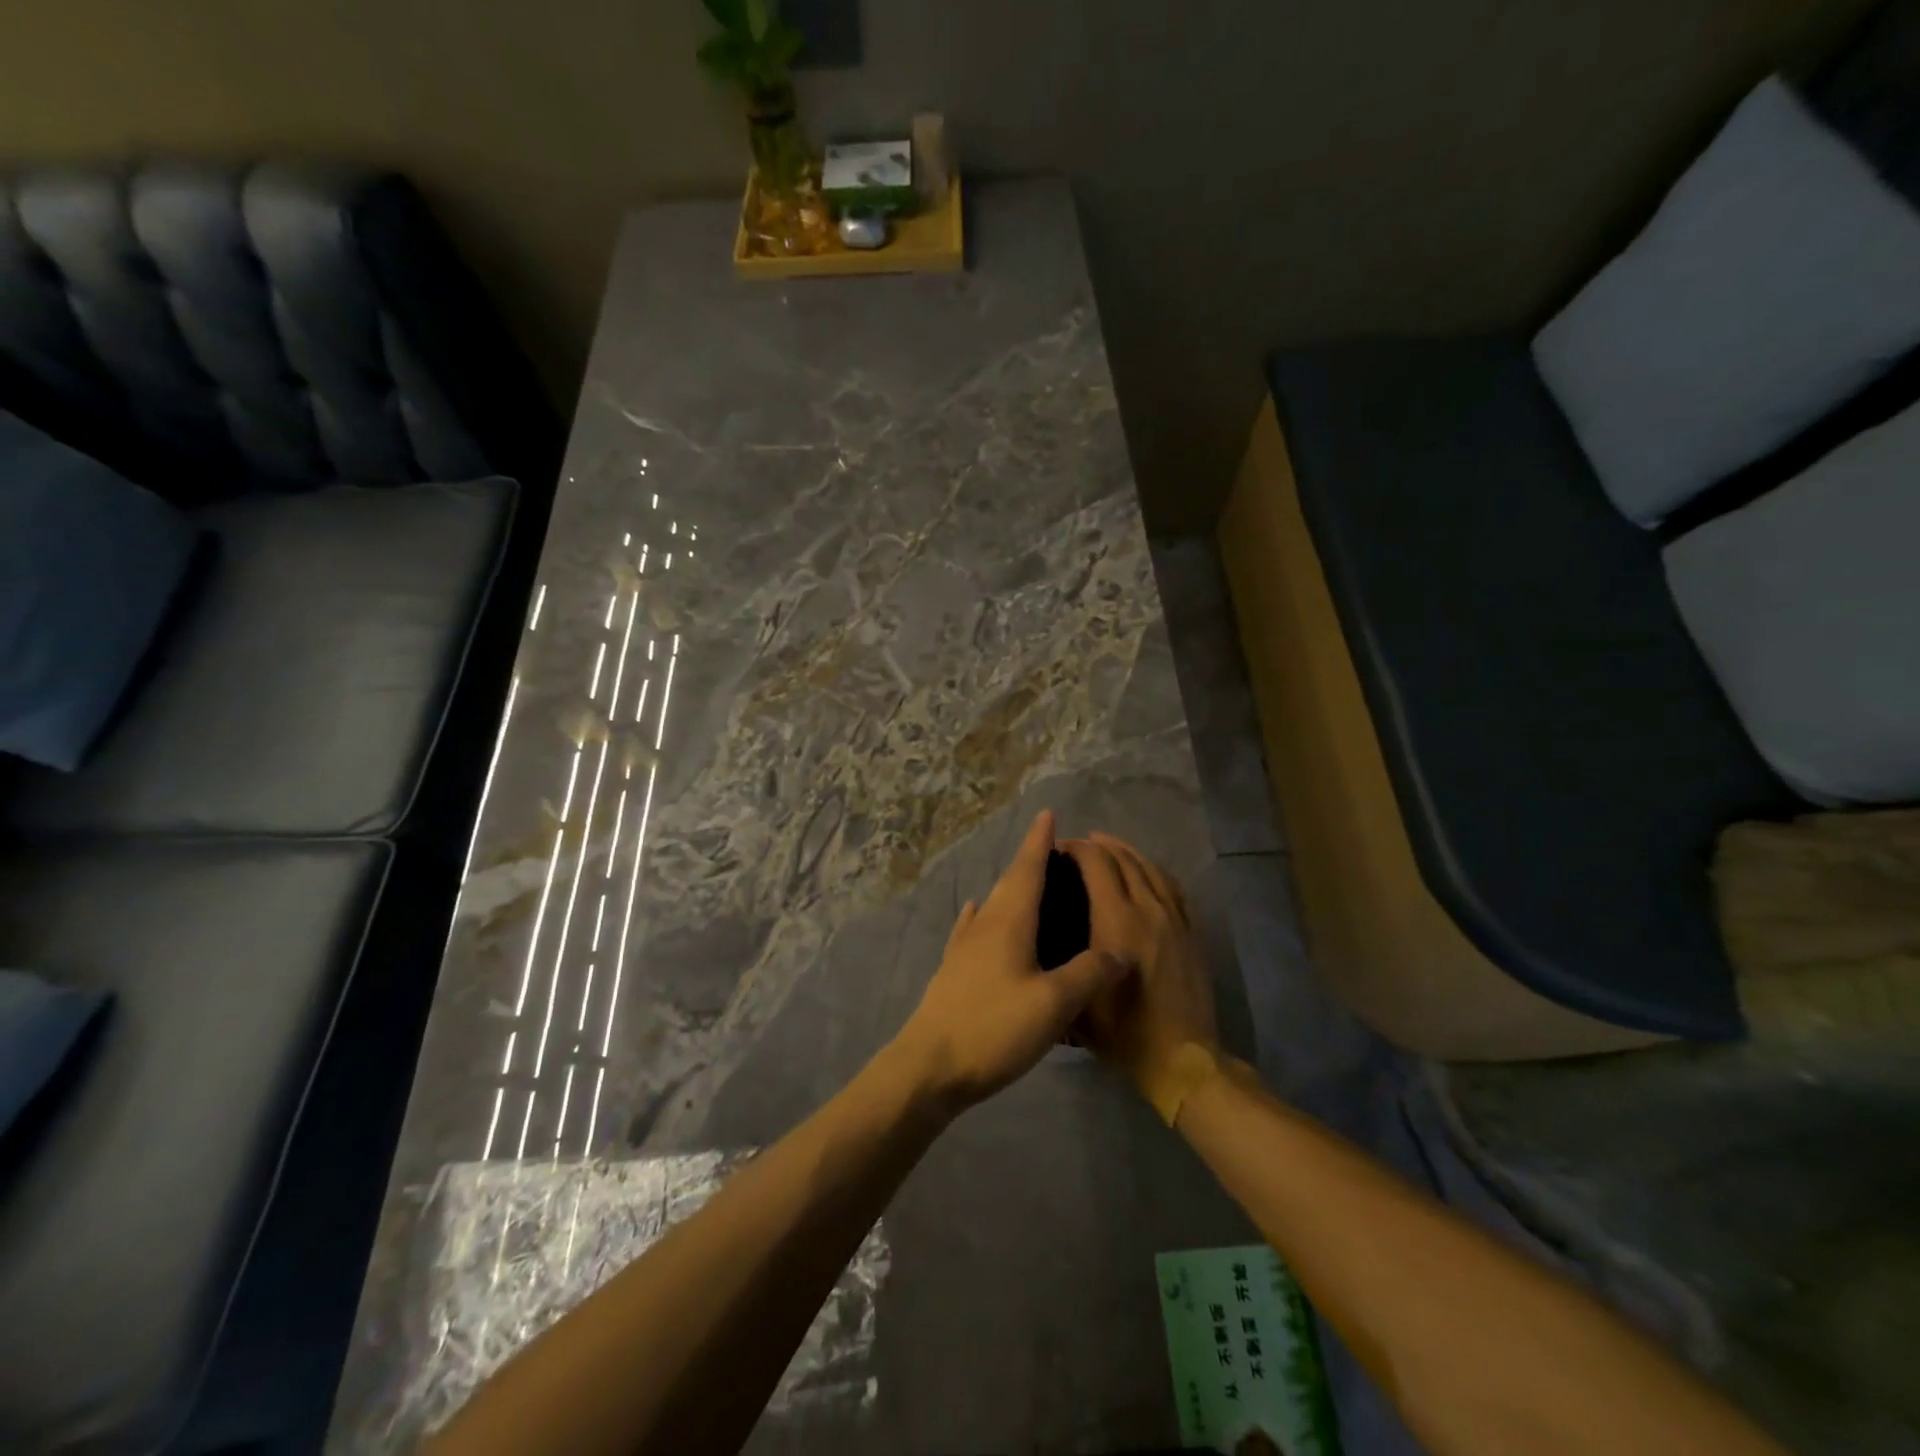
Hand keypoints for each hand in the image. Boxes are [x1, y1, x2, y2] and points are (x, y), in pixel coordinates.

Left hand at [892, 811, 1125, 1110]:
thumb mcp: (1053, 1004)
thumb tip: (1121, 950)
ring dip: (1011, 887)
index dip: (1039, 841)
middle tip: (1053, 849)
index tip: (1048, 813)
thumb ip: (1088, 973)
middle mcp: (984, 925)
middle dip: (1029, 861)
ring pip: (993, 905)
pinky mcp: (953, 970)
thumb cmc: (993, 1028)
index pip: (1027, 869)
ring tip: (1031, 883)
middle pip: (1009, 882)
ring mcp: (964, 947)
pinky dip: (984, 913)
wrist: (929, 1067)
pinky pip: (974, 928)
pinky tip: (978, 912)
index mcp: (1008, 922)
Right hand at [1061, 833, 1218, 1101]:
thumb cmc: (1122, 1032)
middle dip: (1098, 845)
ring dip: (1127, 852)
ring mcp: (1174, 918)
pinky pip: (1174, 887)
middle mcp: (1146, 908)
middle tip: (1078, 847)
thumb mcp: (1076, 998)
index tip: (1058, 850)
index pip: (1096, 864)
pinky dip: (1155, 870)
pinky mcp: (1191, 931)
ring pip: (1150, 868)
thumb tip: (1048, 933)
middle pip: (1122, 859)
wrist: (1181, 1058)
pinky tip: (1146, 871)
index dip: (1076, 849)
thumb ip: (1063, 960)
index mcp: (1116, 920)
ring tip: (1109, 847)